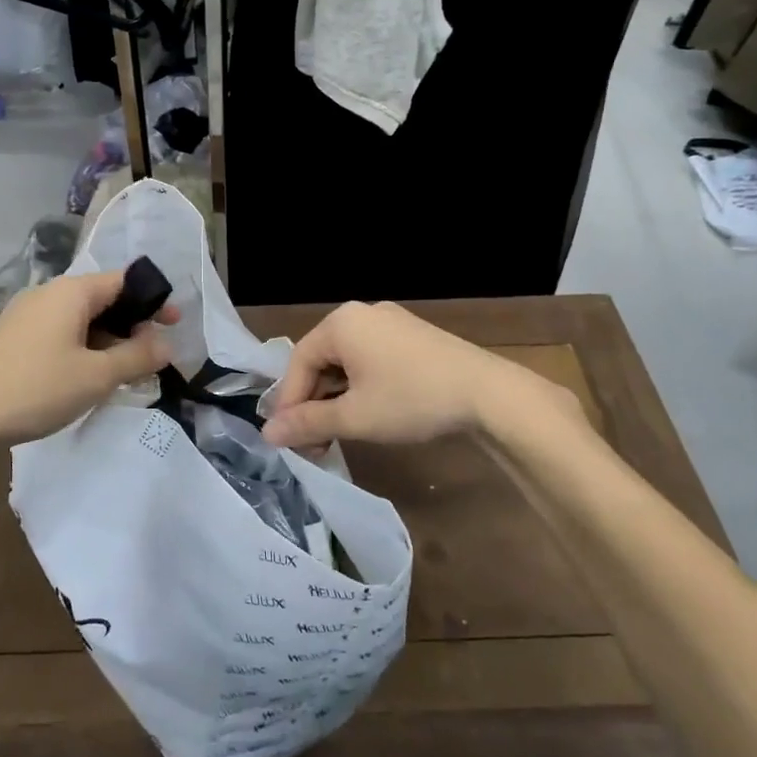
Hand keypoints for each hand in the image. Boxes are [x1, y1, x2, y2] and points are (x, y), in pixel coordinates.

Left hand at [0, 271, 179, 450]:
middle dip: (132, 324)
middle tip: (154, 355)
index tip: (174, 326)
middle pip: (103, 298)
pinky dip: (84, 348)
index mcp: (71, 291)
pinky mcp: (14, 339)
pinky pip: (61, 333)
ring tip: (126, 372)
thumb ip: (136, 356)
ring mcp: (27, 316)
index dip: (153, 300)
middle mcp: (48, 294)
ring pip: (82, 319)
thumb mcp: (96, 376)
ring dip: (109, 340)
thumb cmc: (35, 389)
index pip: (124, 281)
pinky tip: (88, 378)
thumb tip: (166, 343)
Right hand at [261, 301, 589, 453]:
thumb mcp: (354, 417)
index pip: (299, 362)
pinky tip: (366, 414)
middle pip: (321, 360)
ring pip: (347, 362)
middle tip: (311, 442)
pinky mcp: (412, 337)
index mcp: (341, 323)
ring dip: (336, 398)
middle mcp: (362, 314)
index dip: (289, 402)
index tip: (285, 438)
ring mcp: (390, 322)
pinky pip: (371, 358)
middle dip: (313, 402)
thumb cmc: (412, 400)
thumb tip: (268, 434)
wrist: (489, 395)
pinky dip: (360, 387)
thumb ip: (308, 423)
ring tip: (336, 434)